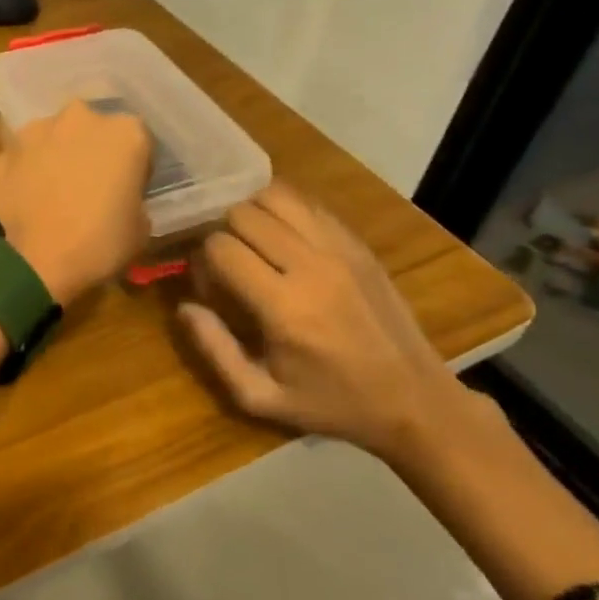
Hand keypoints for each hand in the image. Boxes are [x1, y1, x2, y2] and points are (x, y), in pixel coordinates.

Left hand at [0, 100, 151, 307]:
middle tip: (90, 189)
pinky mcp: (5, 148)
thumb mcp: (140, 230)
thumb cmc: (96, 245)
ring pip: (56, 139)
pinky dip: (29, 171)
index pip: (140, 143)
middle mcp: (81, 118)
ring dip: (58, 157)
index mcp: (126, 132)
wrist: (27, 262)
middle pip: (94, 131)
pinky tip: (28, 200)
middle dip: (94, 153)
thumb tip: (122, 200)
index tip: (128, 192)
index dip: (135, 169)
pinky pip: (26, 157)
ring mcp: (37, 129)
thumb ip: (135, 201)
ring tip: (54, 195)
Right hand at [178, 182, 497, 468]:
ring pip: (275, 196)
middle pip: (243, 214)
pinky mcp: (358, 243)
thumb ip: (215, 350)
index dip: (202, 261)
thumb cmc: (331, 404)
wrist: (414, 400)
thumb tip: (184, 306)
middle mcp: (311, 267)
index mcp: (284, 308)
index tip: (209, 285)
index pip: (221, 247)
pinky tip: (281, 236)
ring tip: (251, 242)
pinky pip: (308, 203)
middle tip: (228, 262)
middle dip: (222, 232)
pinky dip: (284, 210)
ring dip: (252, 213)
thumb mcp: (261, 398)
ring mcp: (340, 249)